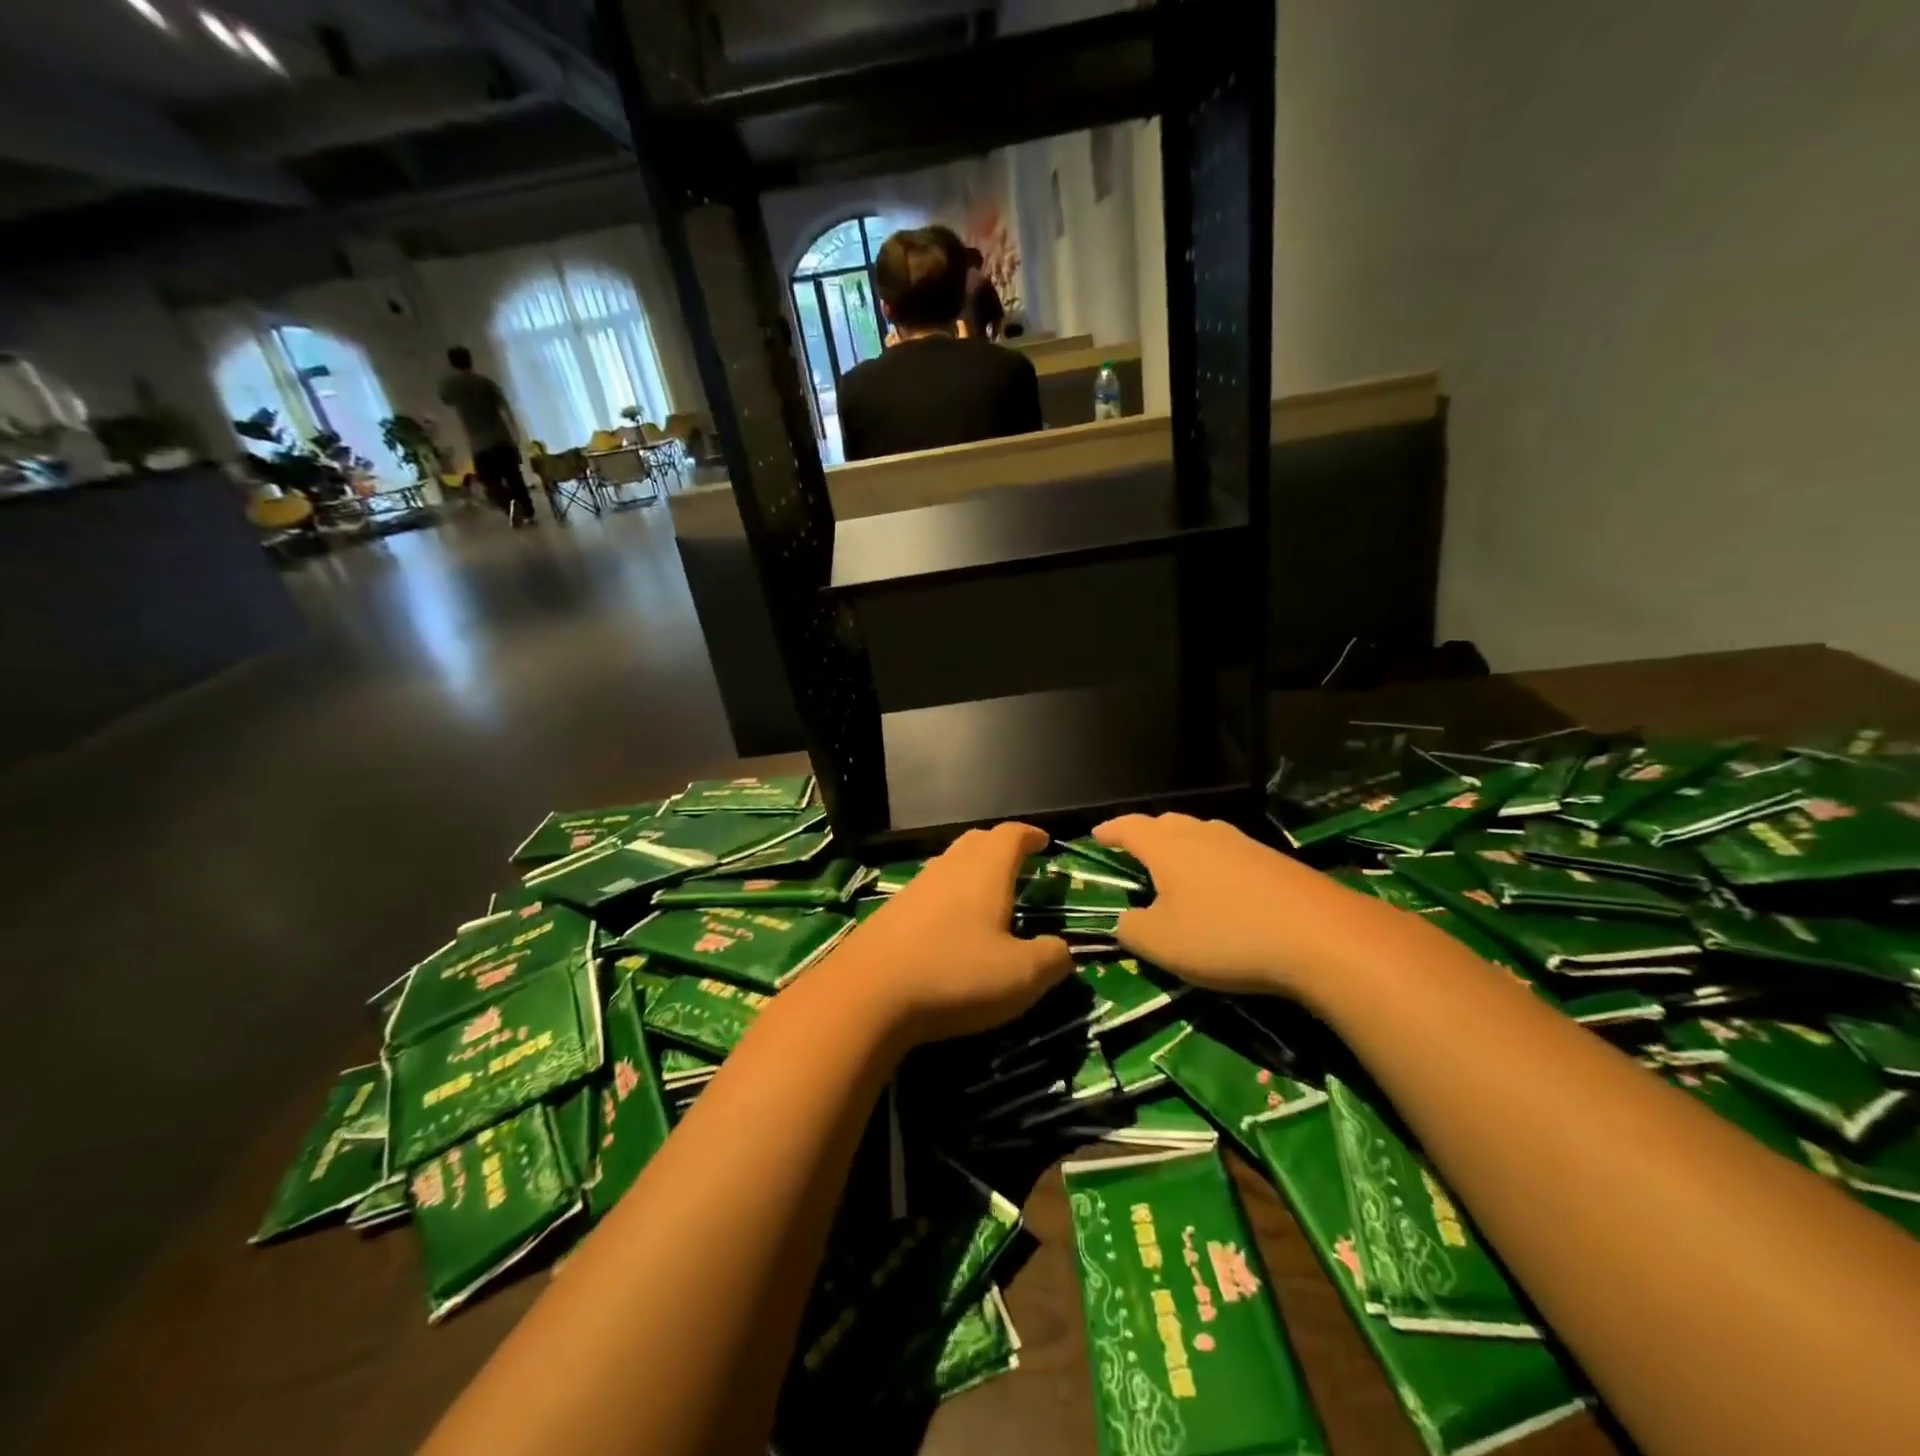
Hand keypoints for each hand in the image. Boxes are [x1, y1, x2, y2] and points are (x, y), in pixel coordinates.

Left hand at [833, 823, 1071, 1044]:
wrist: (867, 994)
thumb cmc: (955, 975)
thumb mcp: (1021, 977)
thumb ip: (1052, 959)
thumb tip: (1063, 949)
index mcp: (986, 872)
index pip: (1011, 835)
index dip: (1030, 835)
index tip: (1044, 841)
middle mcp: (949, 868)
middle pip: (976, 841)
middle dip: (1000, 846)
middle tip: (1018, 863)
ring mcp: (915, 887)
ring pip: (949, 863)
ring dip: (971, 870)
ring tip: (986, 893)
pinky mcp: (890, 912)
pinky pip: (928, 889)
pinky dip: (947, 895)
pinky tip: (948, 924)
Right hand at [1094, 812, 1374, 997]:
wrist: (1320, 936)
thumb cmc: (1225, 935)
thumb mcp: (1162, 943)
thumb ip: (1131, 929)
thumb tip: (1126, 920)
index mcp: (1167, 846)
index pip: (1129, 827)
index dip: (1110, 831)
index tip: (1096, 835)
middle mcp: (1203, 834)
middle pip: (1166, 824)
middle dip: (1146, 834)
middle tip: (1134, 850)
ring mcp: (1242, 844)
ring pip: (1201, 835)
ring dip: (1182, 847)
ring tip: (1175, 867)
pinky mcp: (1273, 861)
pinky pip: (1229, 853)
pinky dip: (1213, 864)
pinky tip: (1221, 887)